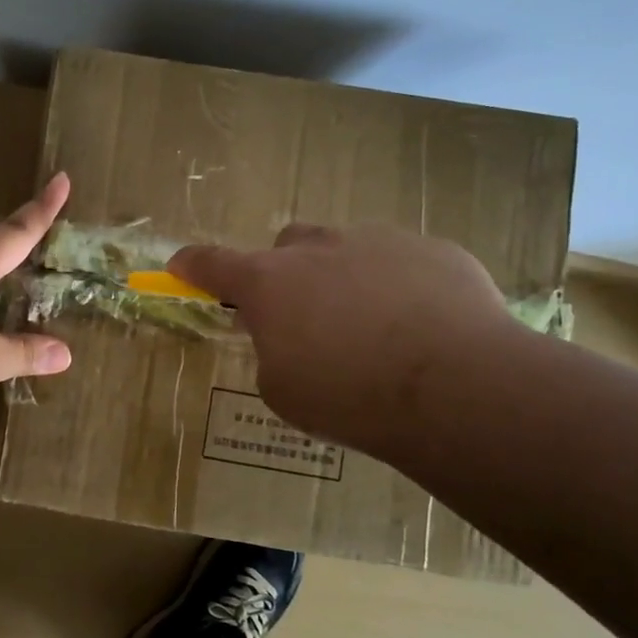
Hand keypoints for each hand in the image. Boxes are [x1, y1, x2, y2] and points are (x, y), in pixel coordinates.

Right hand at [168, 222, 517, 456]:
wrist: (457, 387)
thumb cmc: (350, 396)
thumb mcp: (283, 390)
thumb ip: (271, 352)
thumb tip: (286, 336)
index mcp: (269, 282)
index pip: (212, 263)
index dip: (192, 265)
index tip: (181, 266)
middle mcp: (317, 249)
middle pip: (287, 245)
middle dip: (287, 272)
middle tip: (307, 314)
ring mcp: (378, 241)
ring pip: (347, 250)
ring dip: (347, 278)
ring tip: (378, 328)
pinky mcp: (433, 249)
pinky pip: (404, 262)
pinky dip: (401, 287)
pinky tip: (425, 327)